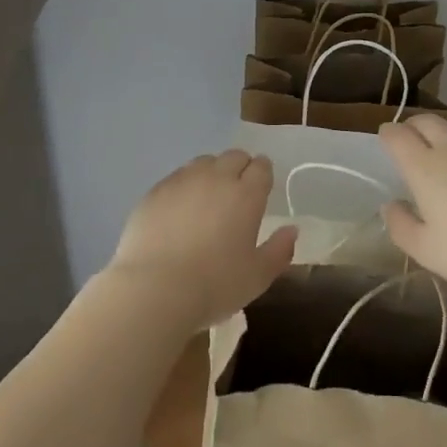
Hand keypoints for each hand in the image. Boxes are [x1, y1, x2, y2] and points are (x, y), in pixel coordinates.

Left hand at [108, 150, 297, 331]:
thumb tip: (291, 230)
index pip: (262, 166)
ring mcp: (183, 181)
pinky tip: (178, 211)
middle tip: (236, 195)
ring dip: (211, 174)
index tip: (261, 189)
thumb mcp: (258, 276)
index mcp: (247, 194)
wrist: (155, 290)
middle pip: (234, 156)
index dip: (263, 175)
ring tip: (206, 200)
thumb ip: (280, 250)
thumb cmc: (215, 285)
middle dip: (240, 168)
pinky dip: (183, 187)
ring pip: (203, 163)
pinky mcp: (155, 192)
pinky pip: (176, 178)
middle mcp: (216, 178)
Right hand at [378, 117, 446, 298]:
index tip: (385, 142)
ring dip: (443, 133)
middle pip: (425, 120)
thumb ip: (401, 226)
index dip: (387, 135)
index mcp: (424, 168)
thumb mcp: (428, 252)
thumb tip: (391, 205)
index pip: (396, 135)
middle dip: (411, 127)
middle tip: (409, 143)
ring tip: (444, 152)